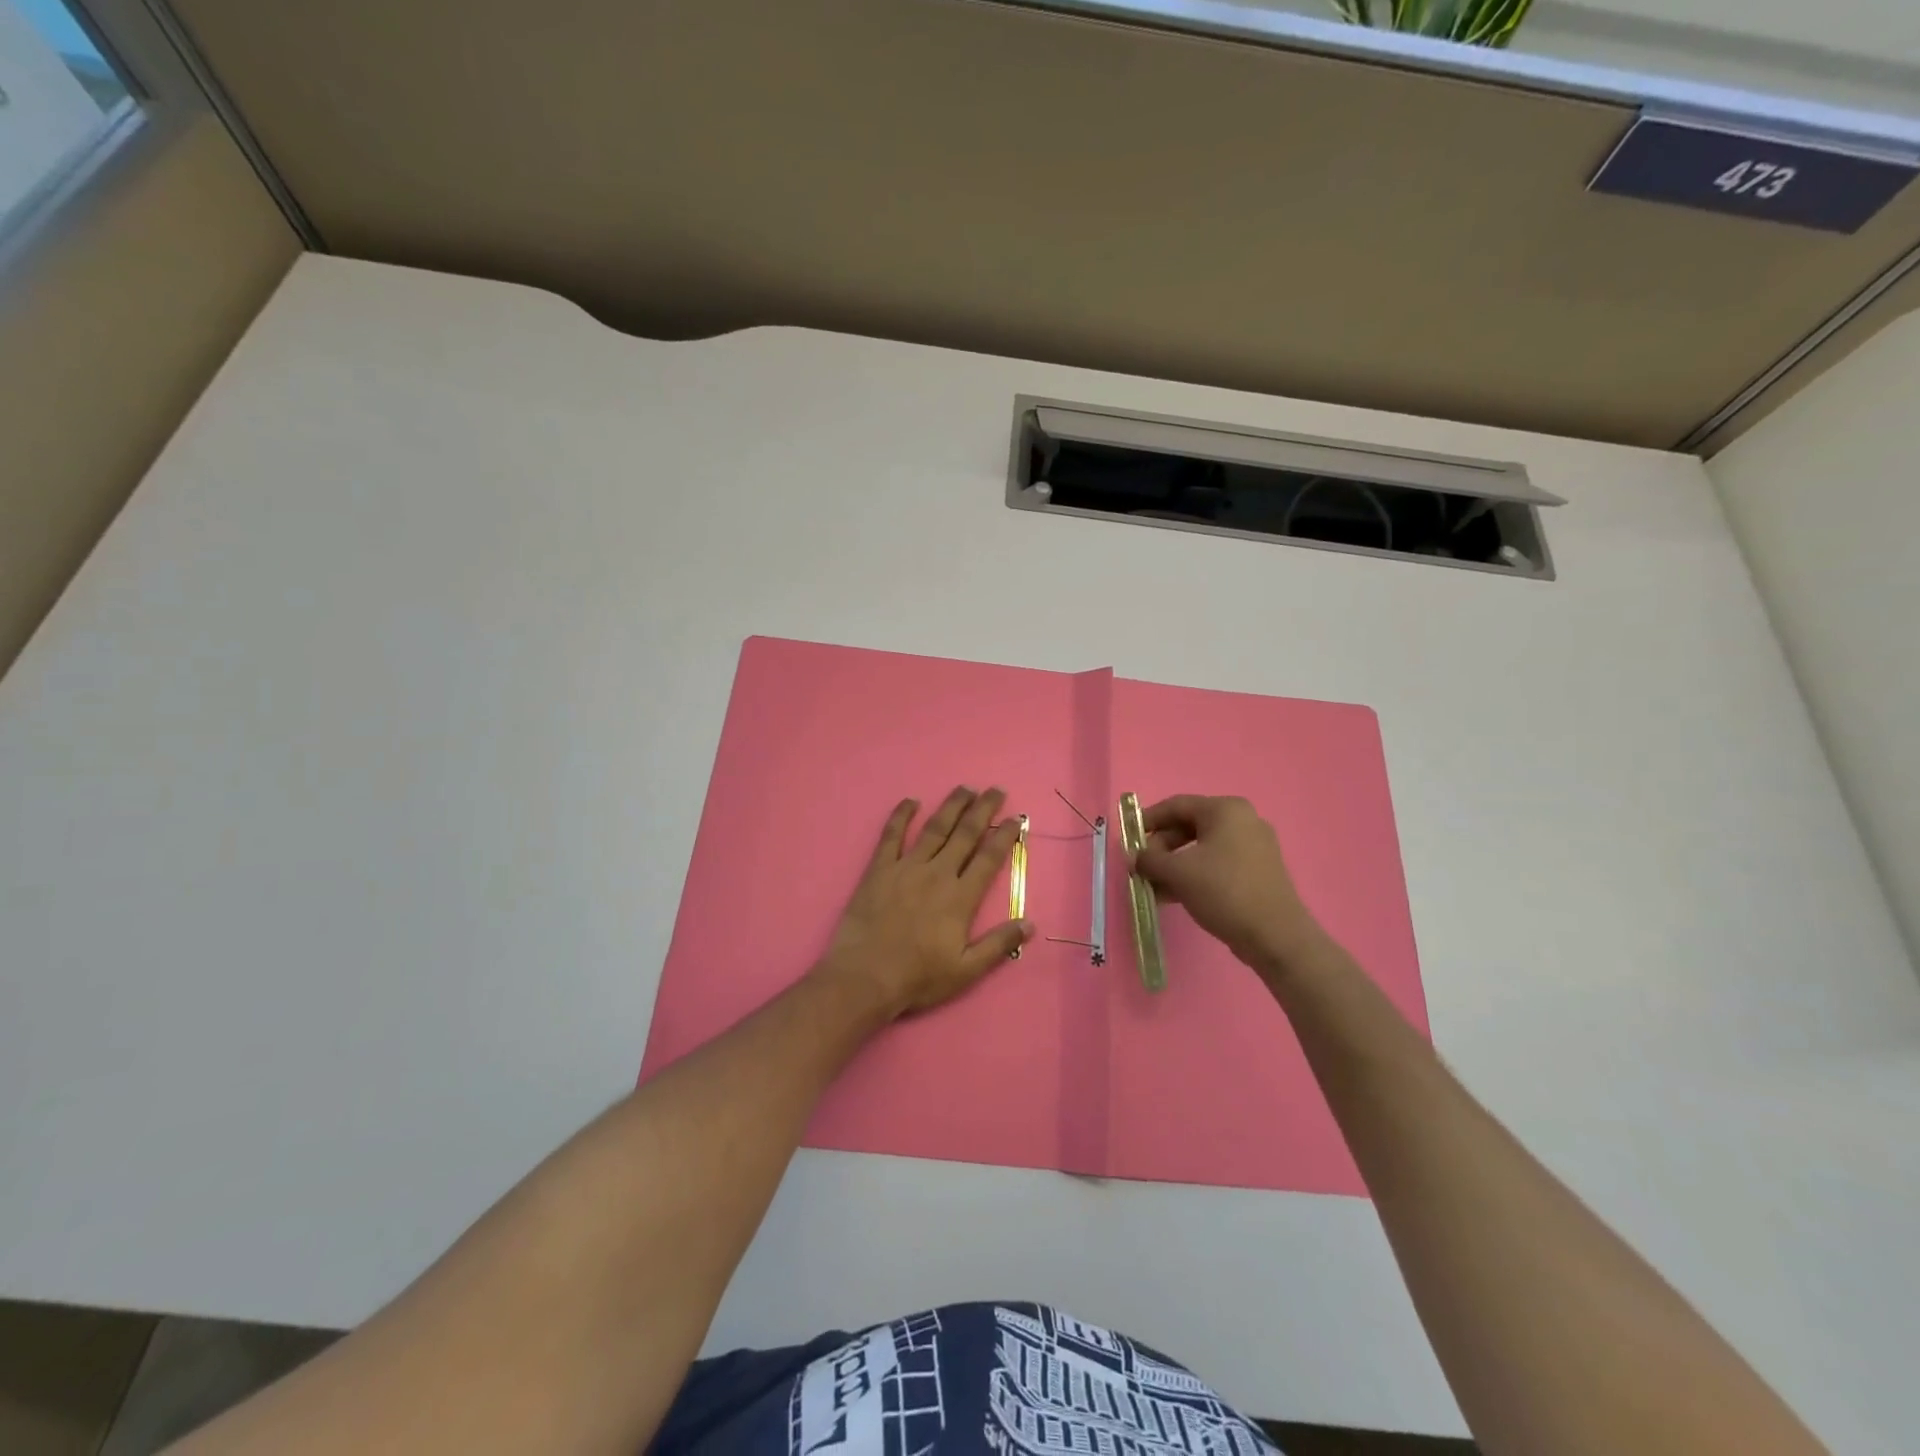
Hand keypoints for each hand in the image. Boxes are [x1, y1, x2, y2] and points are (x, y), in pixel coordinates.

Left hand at [814, 787, 1034, 1020]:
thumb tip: (1030, 923)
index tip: (1016, 819)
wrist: (864, 977)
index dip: (1005, 836)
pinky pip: (891, 835)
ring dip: (951, 806)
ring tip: (964, 788)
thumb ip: (998, 945)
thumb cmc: (918, 977)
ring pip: (934, 828)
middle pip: (966, 834)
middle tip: (995, 790)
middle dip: (983, 810)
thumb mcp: (966, 970)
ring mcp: (906, 867)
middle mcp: (937, 873)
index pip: (989, 858)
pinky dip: (901, 815)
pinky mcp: (879, 869)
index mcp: (961, 897)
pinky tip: (910, 801)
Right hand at [1134, 794, 1327, 975]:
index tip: (1128, 839)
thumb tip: (1133, 858)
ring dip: (1173, 865)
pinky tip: (1173, 896)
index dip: (1147, 820)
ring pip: (1201, 849)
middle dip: (1161, 848)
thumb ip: (1149, 860)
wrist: (1275, 936)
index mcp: (1226, 810)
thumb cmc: (1224, 891)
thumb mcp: (1178, 873)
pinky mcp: (1257, 871)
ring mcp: (1253, 847)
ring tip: (1153, 887)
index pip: (1176, 805)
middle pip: (1188, 826)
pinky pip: (1216, 864)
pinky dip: (1193, 875)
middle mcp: (1242, 821)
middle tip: (1141, 868)